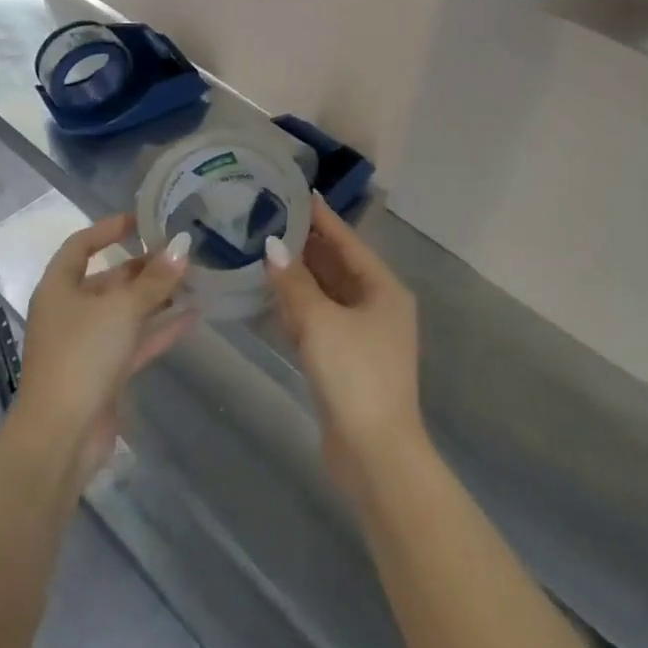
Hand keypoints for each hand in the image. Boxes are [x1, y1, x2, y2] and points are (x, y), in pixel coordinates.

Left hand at [13, 215, 197, 485]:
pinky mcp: (104, 372)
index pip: (81, 245)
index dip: (109, 228)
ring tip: (193, 279)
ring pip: (125, 311)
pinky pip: (136, 340)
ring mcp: (87, 344)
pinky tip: (193, 315)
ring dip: (156, 297)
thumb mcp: (122, 309)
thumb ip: (155, 278)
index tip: (142, 220)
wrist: (61, 436)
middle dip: (143, 267)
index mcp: (59, 288)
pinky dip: (160, 328)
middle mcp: (70, 311)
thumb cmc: (82, 356)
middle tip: (180, 253)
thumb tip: (182, 246)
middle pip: (108, 279)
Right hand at [267, 198, 425, 498]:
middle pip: (337, 266)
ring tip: (263, 250)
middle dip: (306, 246)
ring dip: (298, 277)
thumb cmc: (354, 375)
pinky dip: (297, 308)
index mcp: (383, 289)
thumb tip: (272, 246)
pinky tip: (269, 297)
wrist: (374, 455)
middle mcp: (376, 306)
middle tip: (270, 219)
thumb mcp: (321, 322)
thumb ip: (294, 283)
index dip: (322, 218)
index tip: (297, 193)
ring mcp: (362, 335)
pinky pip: (319, 322)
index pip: (348, 242)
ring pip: (326, 295)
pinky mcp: (345, 360)